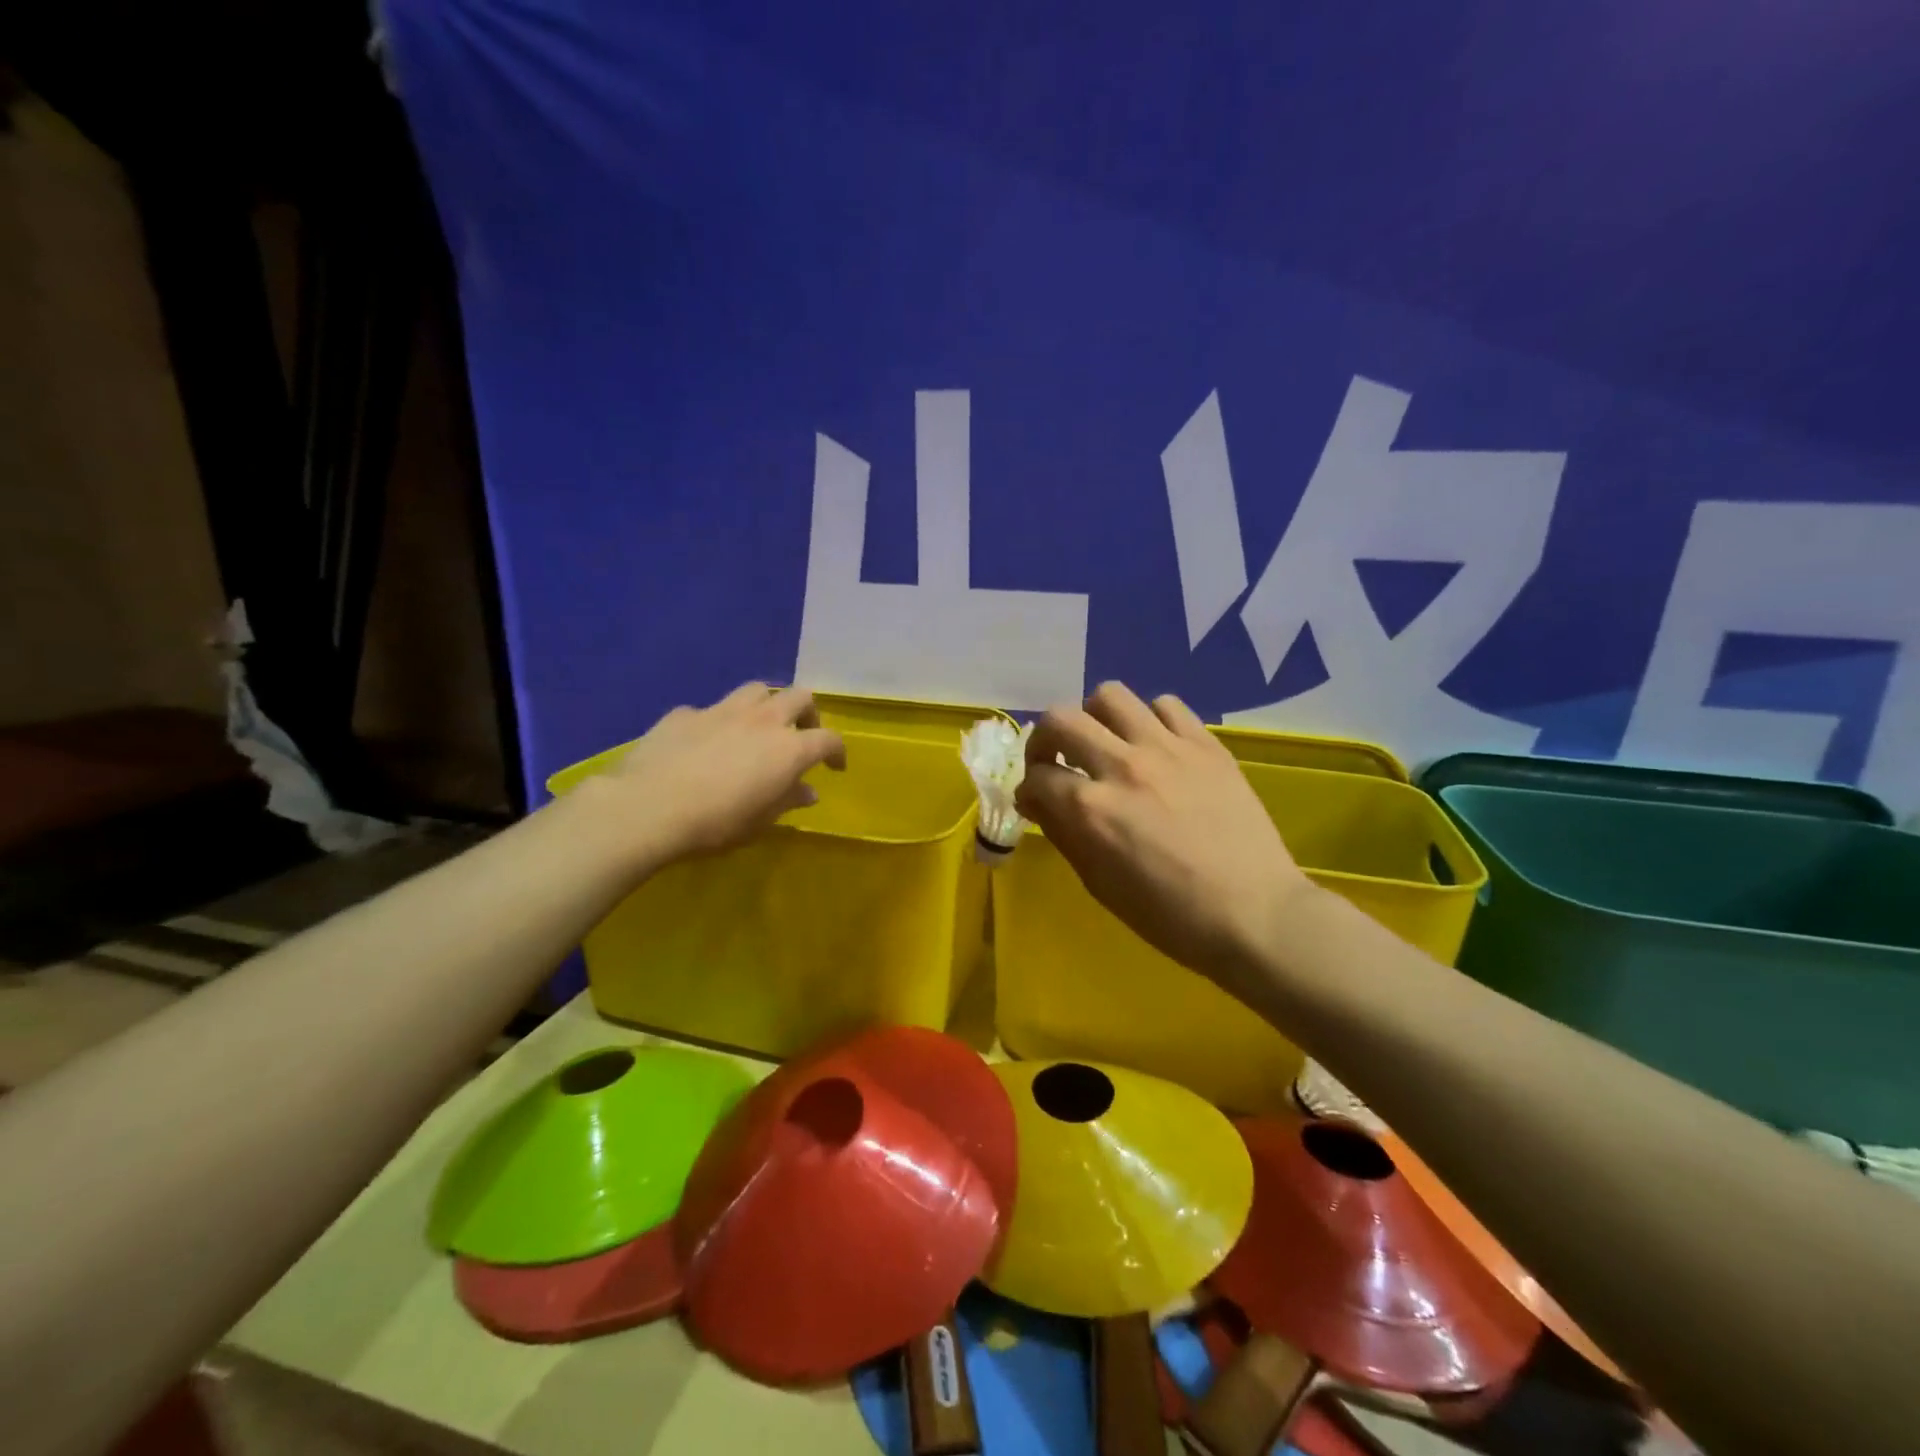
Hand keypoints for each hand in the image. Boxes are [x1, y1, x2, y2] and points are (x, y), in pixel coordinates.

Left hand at [596, 683, 845, 862]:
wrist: (648, 807)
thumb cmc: (715, 823)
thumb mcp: (760, 822)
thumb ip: (787, 800)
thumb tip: (807, 791)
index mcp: (788, 749)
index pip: (828, 739)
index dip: (837, 752)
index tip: (834, 767)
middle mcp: (762, 720)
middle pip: (799, 697)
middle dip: (807, 714)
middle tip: (801, 735)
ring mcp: (722, 710)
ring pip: (757, 690)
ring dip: (766, 705)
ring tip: (758, 727)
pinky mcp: (685, 713)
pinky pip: (711, 709)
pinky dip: (718, 722)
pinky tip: (705, 743)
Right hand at [1016, 682, 1314, 988]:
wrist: (1255, 915)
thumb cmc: (1170, 916)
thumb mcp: (1099, 885)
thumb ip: (1064, 834)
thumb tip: (1041, 803)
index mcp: (1091, 809)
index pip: (1036, 778)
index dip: (1027, 791)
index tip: (1035, 802)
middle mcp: (1122, 766)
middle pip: (1060, 719)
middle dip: (1044, 740)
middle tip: (1055, 761)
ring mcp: (1167, 749)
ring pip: (1110, 696)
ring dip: (1095, 718)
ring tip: (1105, 743)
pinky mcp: (1206, 744)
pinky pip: (1166, 705)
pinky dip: (1149, 720)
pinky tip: (1155, 746)